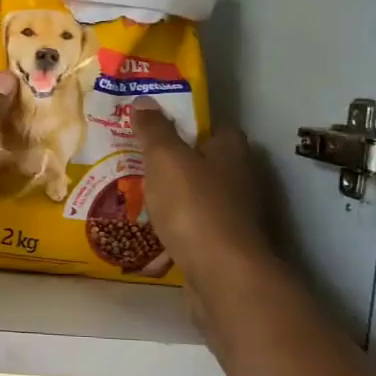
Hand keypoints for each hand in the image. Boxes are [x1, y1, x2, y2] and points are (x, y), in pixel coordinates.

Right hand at [132, 99, 272, 297]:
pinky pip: (193, 229)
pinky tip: (150, 233)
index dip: (186, 122)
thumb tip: (144, 101)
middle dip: (175, 162)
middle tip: (137, 160)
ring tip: (136, 196)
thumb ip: (154, 130)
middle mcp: (240, 178)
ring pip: (198, 197)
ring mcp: (235, 215)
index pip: (213, 125)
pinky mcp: (225, 245)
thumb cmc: (194, 207)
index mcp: (232, 150)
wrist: (222, 274)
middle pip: (205, 162)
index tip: (155, 125)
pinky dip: (175, 229)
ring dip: (174, 198)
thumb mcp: (166, 159)